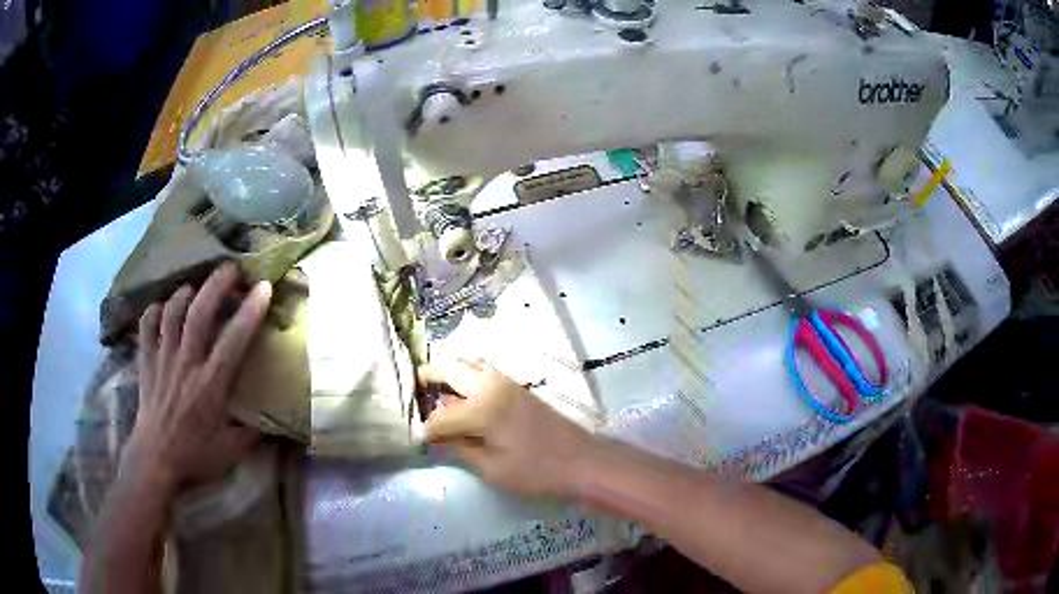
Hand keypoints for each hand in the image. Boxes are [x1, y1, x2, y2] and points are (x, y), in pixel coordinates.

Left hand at [120, 263, 272, 493]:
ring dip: (186, 292)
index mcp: (210, 385)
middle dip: (217, 284)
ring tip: (197, 287)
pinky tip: (164, 307)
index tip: (264, 287)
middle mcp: (186, 364)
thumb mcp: (232, 451)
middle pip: (199, 313)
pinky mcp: (146, 361)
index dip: (249, 311)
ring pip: (172, 312)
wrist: (154, 460)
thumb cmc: (194, 455)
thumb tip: (274, 413)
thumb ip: (253, 429)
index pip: (233, 341)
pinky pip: (147, 325)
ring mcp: (162, 359)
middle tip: (232, 268)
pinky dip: (155, 310)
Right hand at [419, 359, 591, 498]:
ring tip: (432, 394)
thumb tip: (436, 438)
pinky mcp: (518, 388)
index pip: (441, 415)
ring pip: (468, 366)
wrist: (584, 462)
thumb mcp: (492, 469)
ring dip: (448, 375)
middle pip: (451, 370)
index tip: (415, 439)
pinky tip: (460, 398)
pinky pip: (482, 375)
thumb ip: (460, 448)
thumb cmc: (537, 472)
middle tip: (412, 392)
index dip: (426, 429)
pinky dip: (465, 379)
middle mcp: (492, 386)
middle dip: (428, 377)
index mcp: (483, 408)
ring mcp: (507, 383)